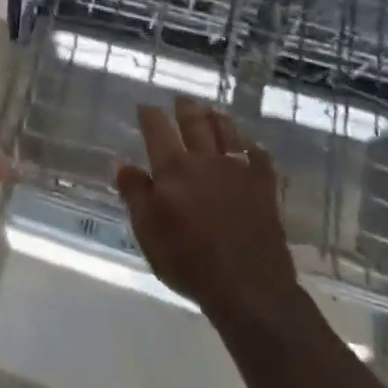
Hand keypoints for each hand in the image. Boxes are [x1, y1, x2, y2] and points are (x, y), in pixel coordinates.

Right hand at [114, 96, 302, 329]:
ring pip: (228, 134)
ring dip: (218, 119)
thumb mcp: (147, 231)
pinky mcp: (265, 189)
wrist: (249, 288)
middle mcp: (205, 162)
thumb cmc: (188, 261)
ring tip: (212, 110)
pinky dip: (252, 147)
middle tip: (181, 99)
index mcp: (173, 170)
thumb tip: (122, 163)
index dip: (150, 115)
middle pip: (195, 124)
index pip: (157, 130)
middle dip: (186, 109)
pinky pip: (259, 158)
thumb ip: (135, 194)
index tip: (144, 106)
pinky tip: (251, 146)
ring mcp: (239, 173)